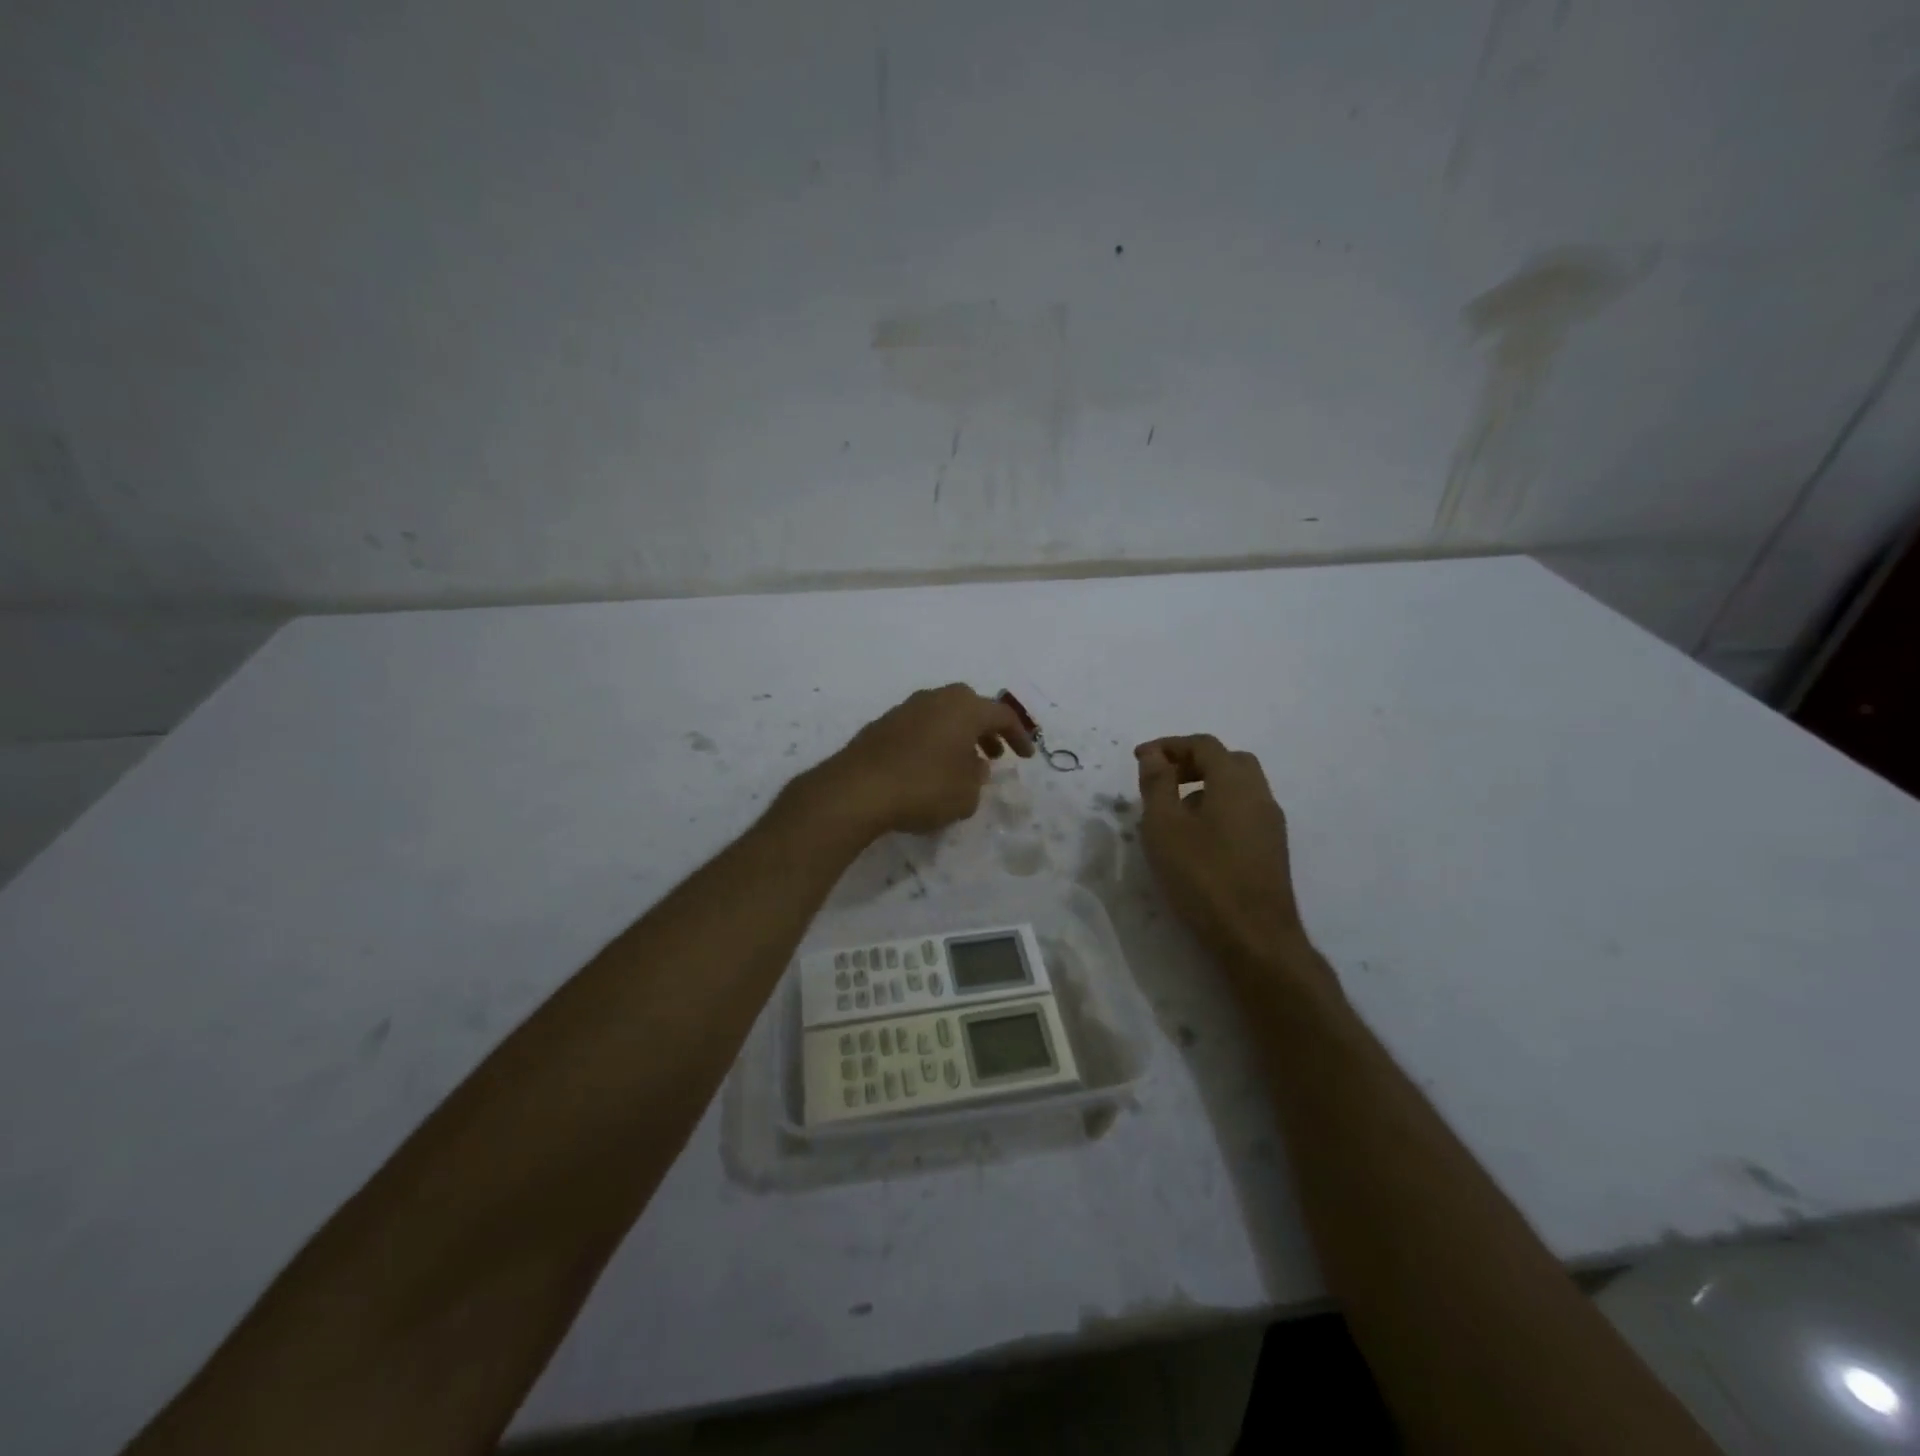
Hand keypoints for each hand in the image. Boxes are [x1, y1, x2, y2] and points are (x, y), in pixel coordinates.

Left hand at [812, 684, 1034, 836]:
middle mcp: (936, 699)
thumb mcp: (966, 794)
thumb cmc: (924, 788)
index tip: (1027, 756)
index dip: (1019, 736)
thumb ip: (978, 779)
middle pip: (970, 706)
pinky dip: (933, 741)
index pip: (1002, 715)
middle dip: (986, 729)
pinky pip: (920, 727)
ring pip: (943, 715)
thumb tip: (974, 767)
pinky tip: (930, 767)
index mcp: (964, 708)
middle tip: (994, 753)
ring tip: (963, 764)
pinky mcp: (882, 725)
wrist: (857, 789)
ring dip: (958, 735)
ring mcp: (905, 709)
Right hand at [1136, 735, 1312, 973]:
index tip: (1140, 759)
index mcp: (1235, 782)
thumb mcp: (1165, 827)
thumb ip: (1157, 784)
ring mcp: (1271, 824)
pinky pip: (1244, 811)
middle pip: (1228, 760)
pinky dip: (1219, 808)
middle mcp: (1260, 795)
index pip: (1203, 744)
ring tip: (1173, 813)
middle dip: (1192, 762)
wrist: (1255, 937)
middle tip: (1162, 779)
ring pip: (1239, 788)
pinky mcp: (1272, 849)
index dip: (1169, 745)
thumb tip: (1154, 755)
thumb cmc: (1203, 876)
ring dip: (1206, 787)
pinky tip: (1196, 839)